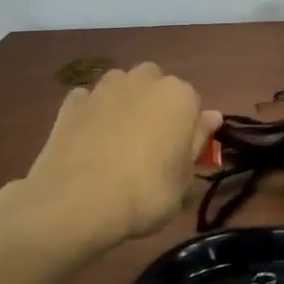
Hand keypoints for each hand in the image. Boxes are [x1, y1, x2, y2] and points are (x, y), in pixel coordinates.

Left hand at [15, 62, 221, 249]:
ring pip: (121, 85)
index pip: (193, 103)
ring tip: (117, 139)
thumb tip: (212, 116)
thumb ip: (197, 142)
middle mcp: (143, 81)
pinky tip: (88, 138)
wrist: (77, 203)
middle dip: (154, 104)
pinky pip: (87, 100)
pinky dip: (91, 112)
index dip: (186, 128)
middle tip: (149, 143)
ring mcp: (103, 89)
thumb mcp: (184, 181)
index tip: (178, 153)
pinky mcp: (71, 103)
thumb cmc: (145, 193)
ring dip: (123, 102)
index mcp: (179, 96)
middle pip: (155, 83)